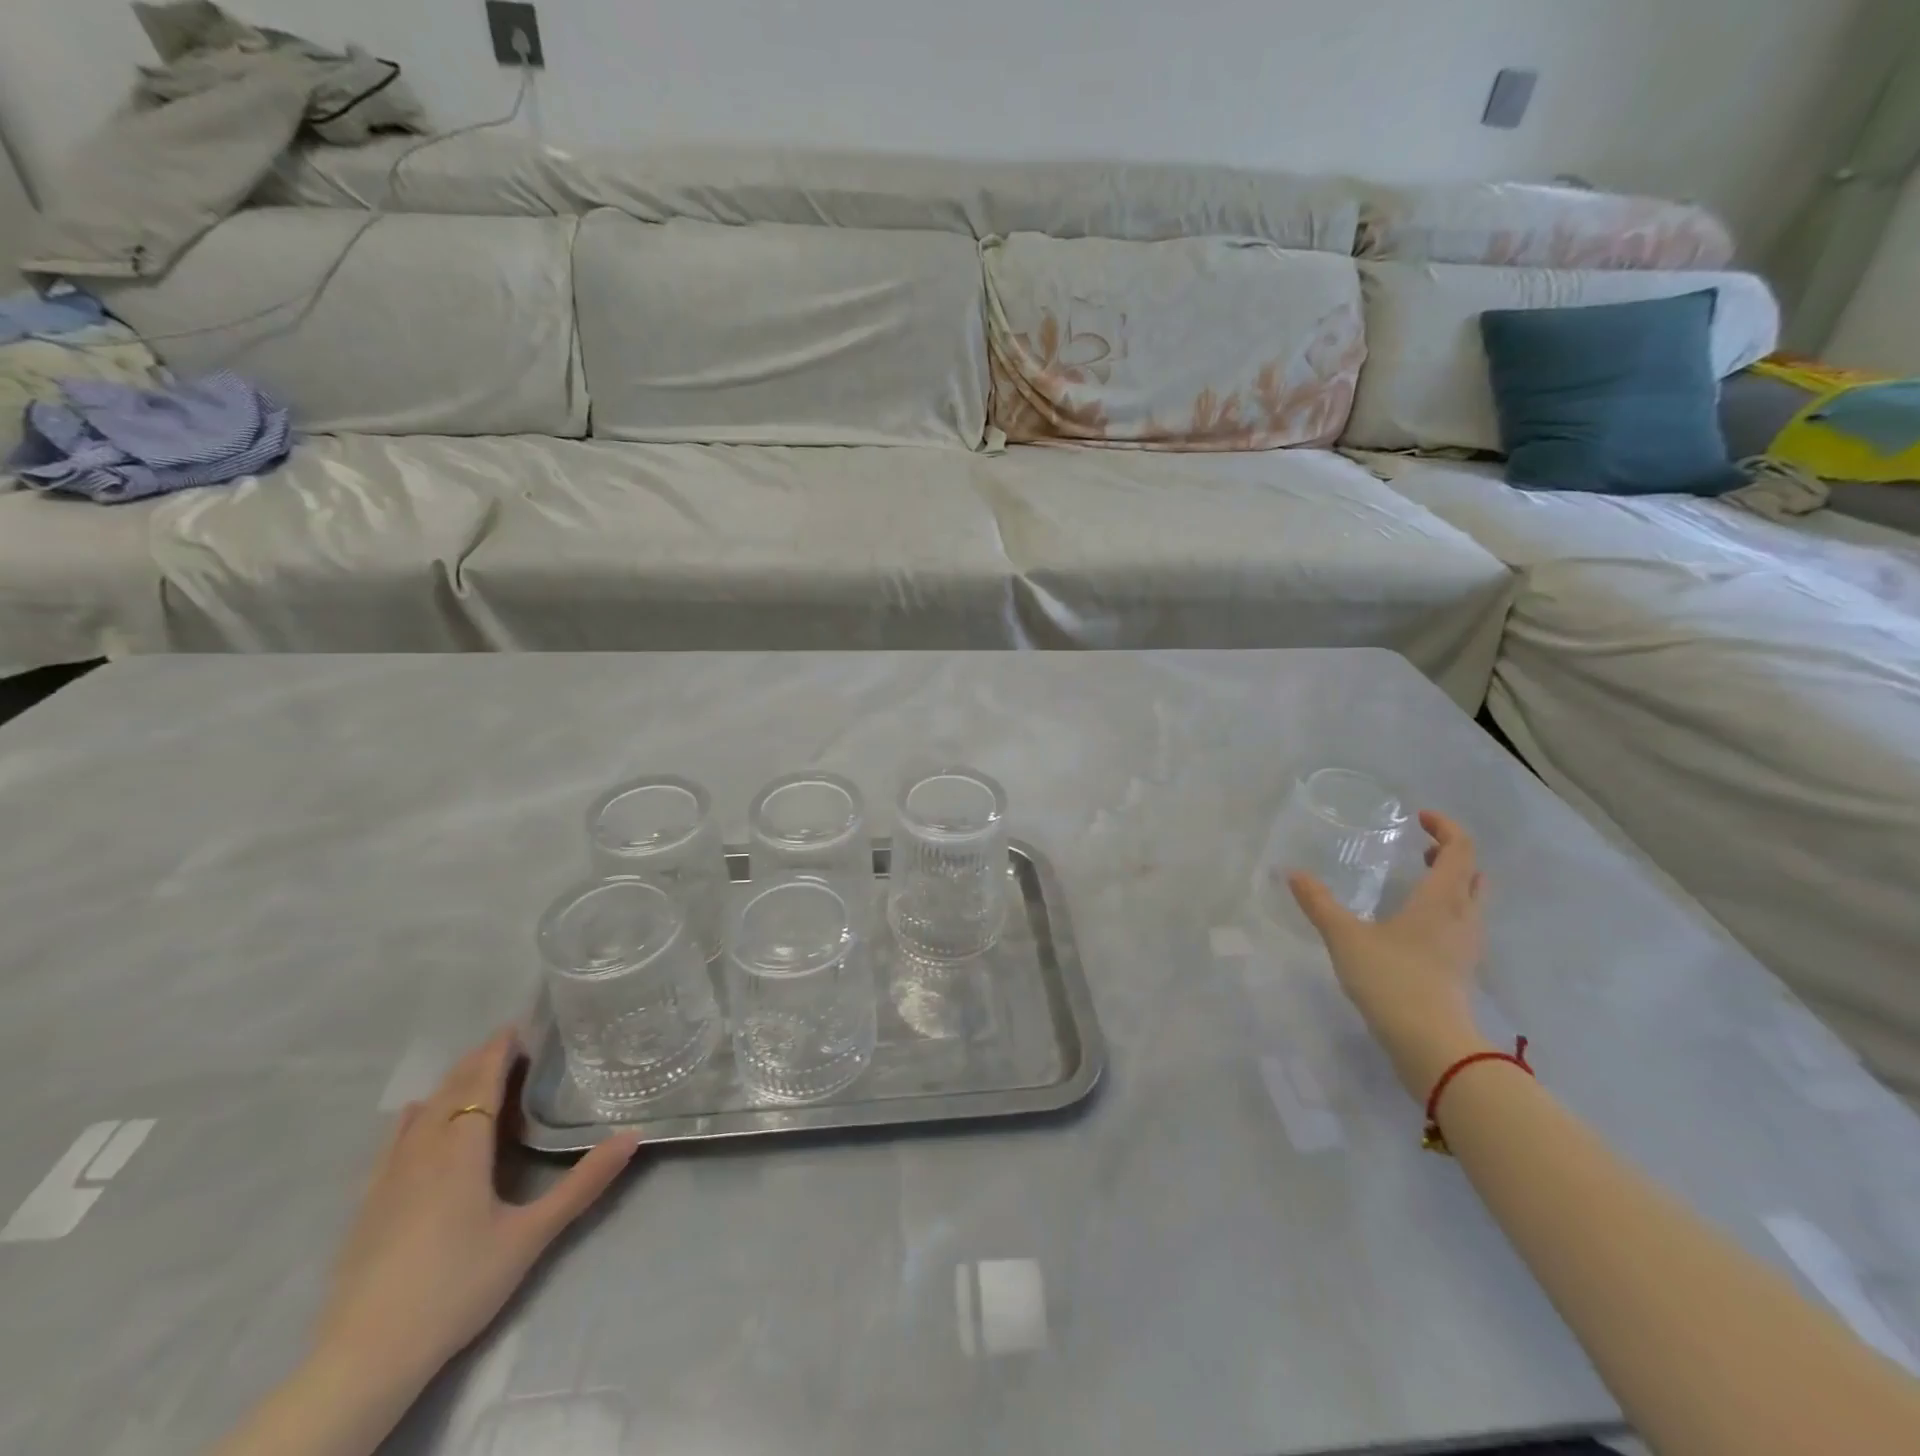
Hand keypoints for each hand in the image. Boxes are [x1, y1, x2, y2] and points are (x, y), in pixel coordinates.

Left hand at [314, 1030, 642, 1391]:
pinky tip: (412, 1115)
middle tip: (507, 1044)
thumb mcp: (531, 1236)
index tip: (518, 1027)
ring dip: (449, 1085)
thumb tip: (633, 1135)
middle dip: (477, 1061)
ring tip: (473, 1073)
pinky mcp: (368, 1204)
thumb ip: (583, 1184)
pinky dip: (412, 1117)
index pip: (482, 1082)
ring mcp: (389, 1177)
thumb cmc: (458, 1286)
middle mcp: (424, 1150)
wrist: (365, 1357)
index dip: (498, 1051)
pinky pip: (393, 1141)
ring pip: (421, 1112)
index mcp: (463, 1148)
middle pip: (451, 1090)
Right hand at [1288, 811, 1489, 1095]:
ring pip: (1472, 902)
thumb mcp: (1345, 937)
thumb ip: (1319, 903)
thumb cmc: (1391, 979)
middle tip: (1421, 849)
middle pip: (1474, 874)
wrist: (1431, 1044)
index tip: (1419, 818)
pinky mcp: (1464, 971)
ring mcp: (1468, 947)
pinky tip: (1417, 926)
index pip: (1461, 850)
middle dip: (1452, 855)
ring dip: (1453, 883)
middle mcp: (1463, 917)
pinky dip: (1448, 911)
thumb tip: (1292, 873)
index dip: (1445, 828)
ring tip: (1419, 882)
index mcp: (1441, 899)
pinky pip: (1464, 926)